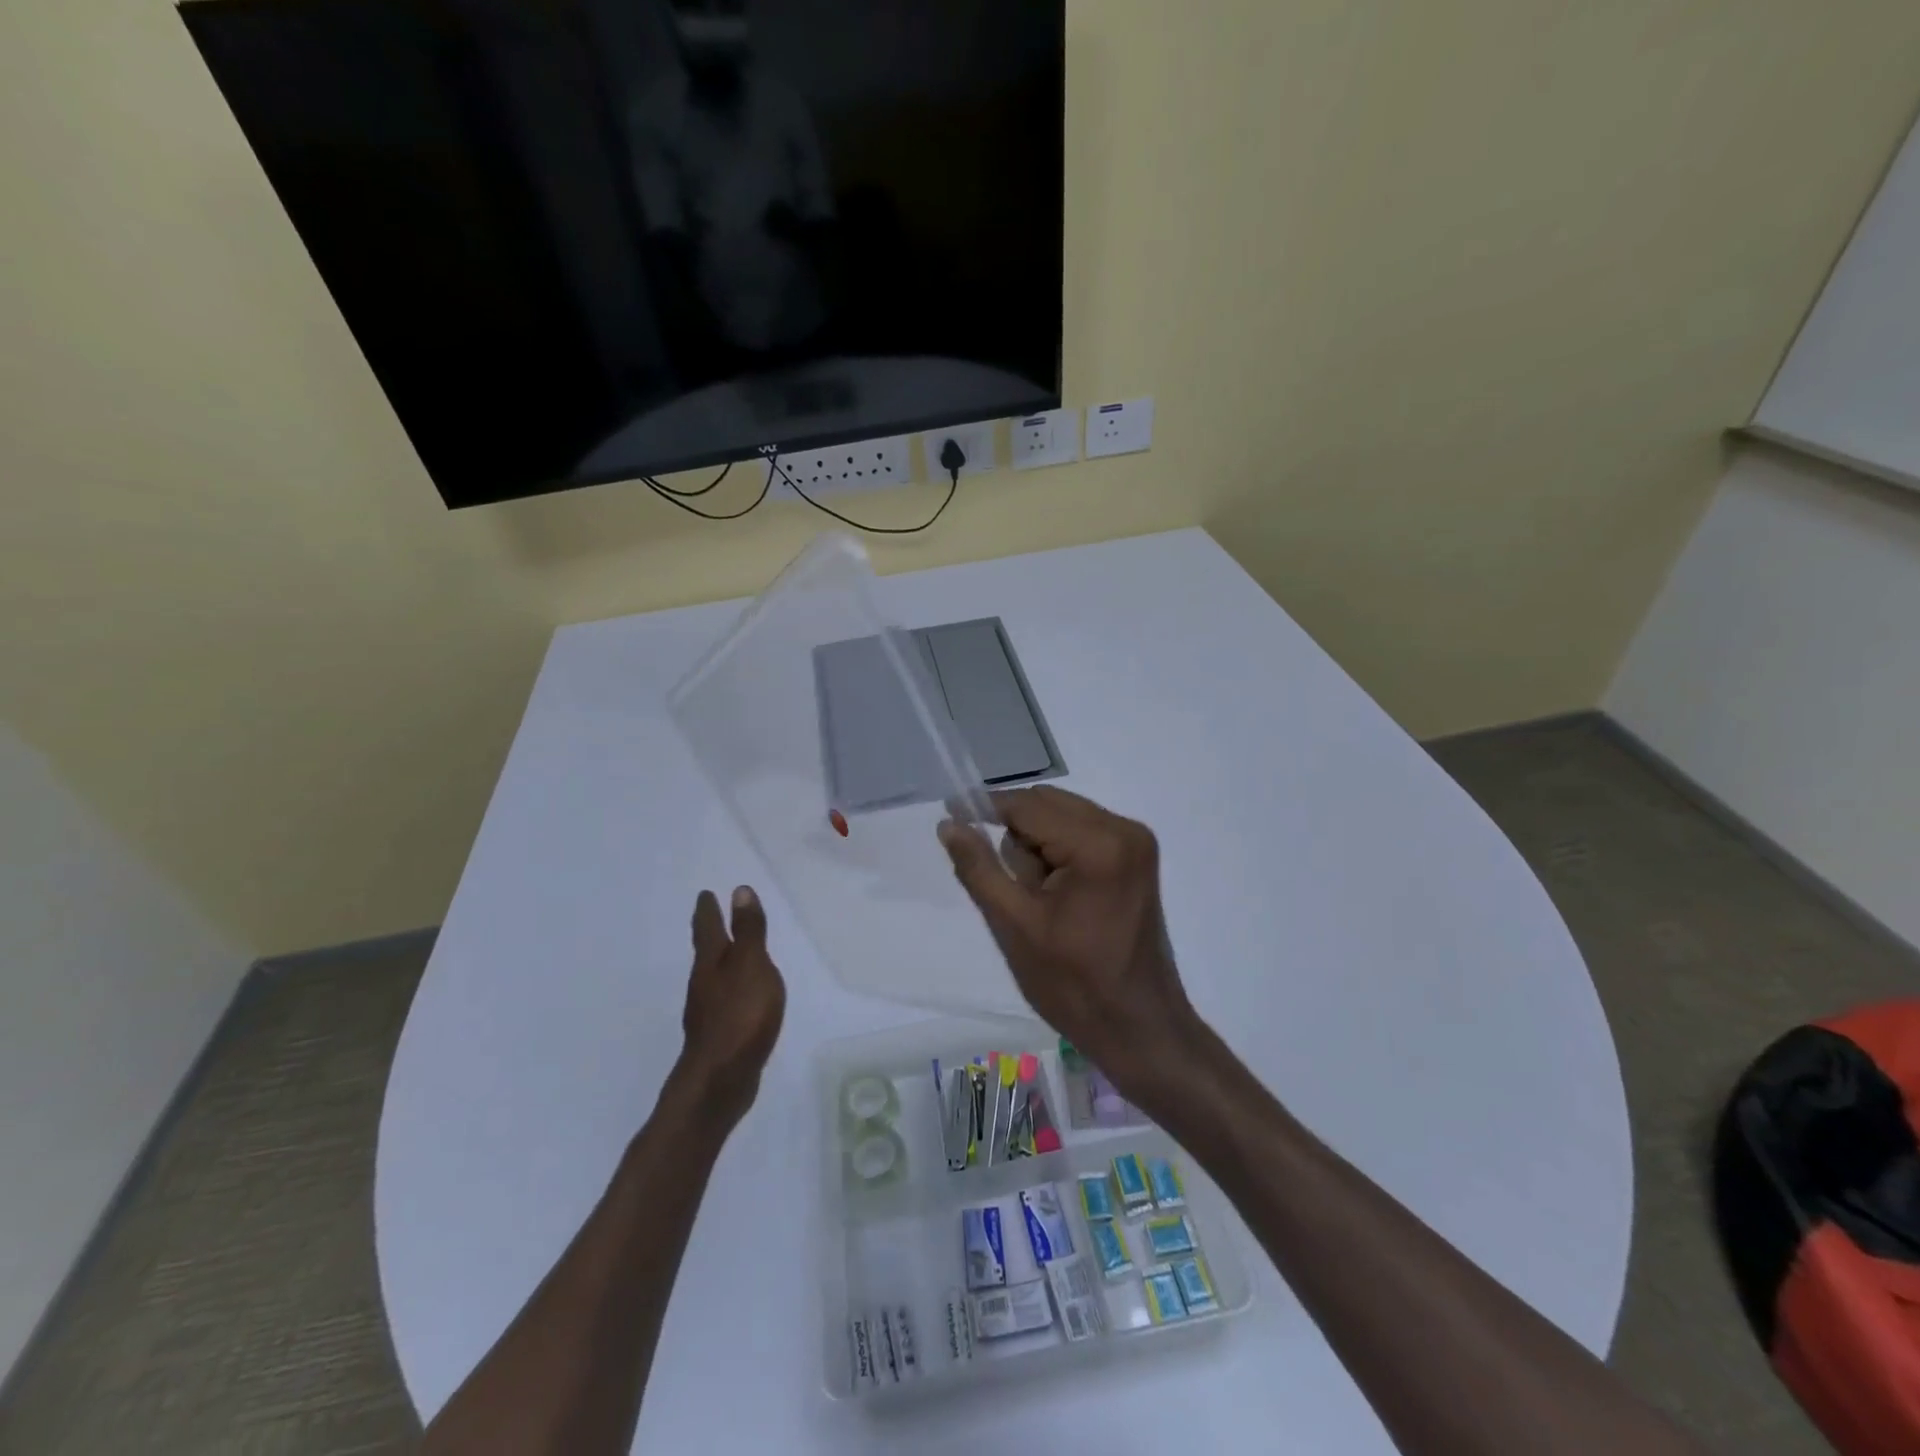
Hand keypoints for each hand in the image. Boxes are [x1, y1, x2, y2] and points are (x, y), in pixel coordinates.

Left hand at [676, 887, 785, 1126]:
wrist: (720, 1080)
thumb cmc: (740, 1015)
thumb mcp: (752, 965)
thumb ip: (749, 931)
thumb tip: (739, 891)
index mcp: (711, 963)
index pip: (708, 928)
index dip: (708, 910)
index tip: (705, 894)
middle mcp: (704, 984)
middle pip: (706, 952)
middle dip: (710, 934)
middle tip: (711, 917)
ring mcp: (708, 1013)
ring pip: (713, 978)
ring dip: (720, 963)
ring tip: (731, 954)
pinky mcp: (718, 1036)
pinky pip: (725, 1002)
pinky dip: (731, 991)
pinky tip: (741, 999)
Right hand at [939, 787, 1197, 1098]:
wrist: (1139, 1028)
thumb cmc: (1074, 985)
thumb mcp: (1014, 925)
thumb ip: (979, 867)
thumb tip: (948, 824)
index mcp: (1099, 844)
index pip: (1028, 806)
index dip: (985, 807)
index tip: (950, 814)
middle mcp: (1124, 830)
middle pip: (1048, 804)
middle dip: (1017, 836)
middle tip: (1011, 887)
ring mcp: (1136, 842)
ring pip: (1063, 817)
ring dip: (1038, 847)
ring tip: (1039, 901)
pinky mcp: (1137, 858)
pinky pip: (1082, 833)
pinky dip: (1059, 853)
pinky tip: (1057, 896)